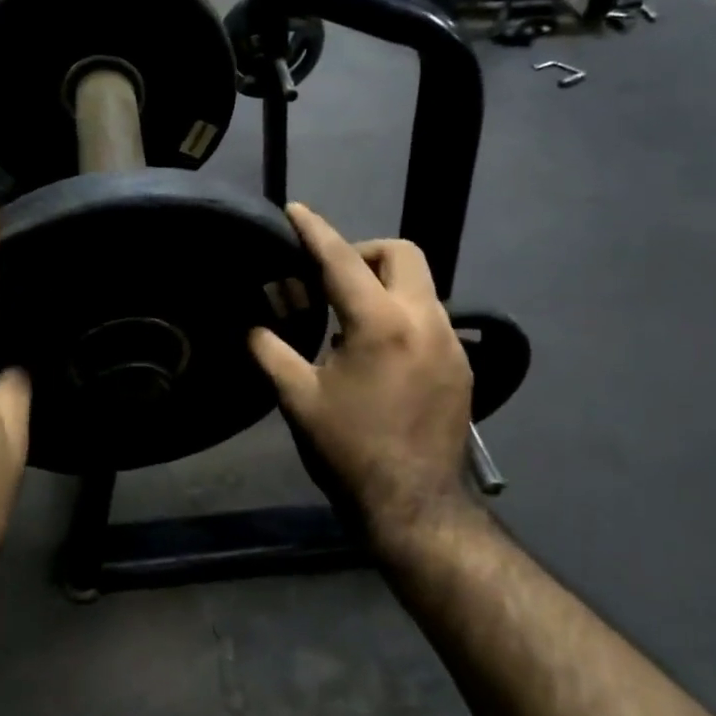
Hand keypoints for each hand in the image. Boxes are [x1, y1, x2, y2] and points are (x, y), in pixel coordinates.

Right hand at [249, 204, 475, 552]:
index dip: (315, 230)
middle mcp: (424, 321)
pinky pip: (431, 320)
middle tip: (331, 279)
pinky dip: (402, 316)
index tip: (296, 210)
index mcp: (379, 324)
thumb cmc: (348, 451)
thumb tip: (253, 325)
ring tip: (349, 321)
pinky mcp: (462, 367)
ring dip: (384, 286)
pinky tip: (379, 353)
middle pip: (402, 254)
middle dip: (364, 252)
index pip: (342, 260)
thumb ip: (271, 351)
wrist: (413, 505)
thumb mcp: (297, 400)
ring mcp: (451, 343)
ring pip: (421, 286)